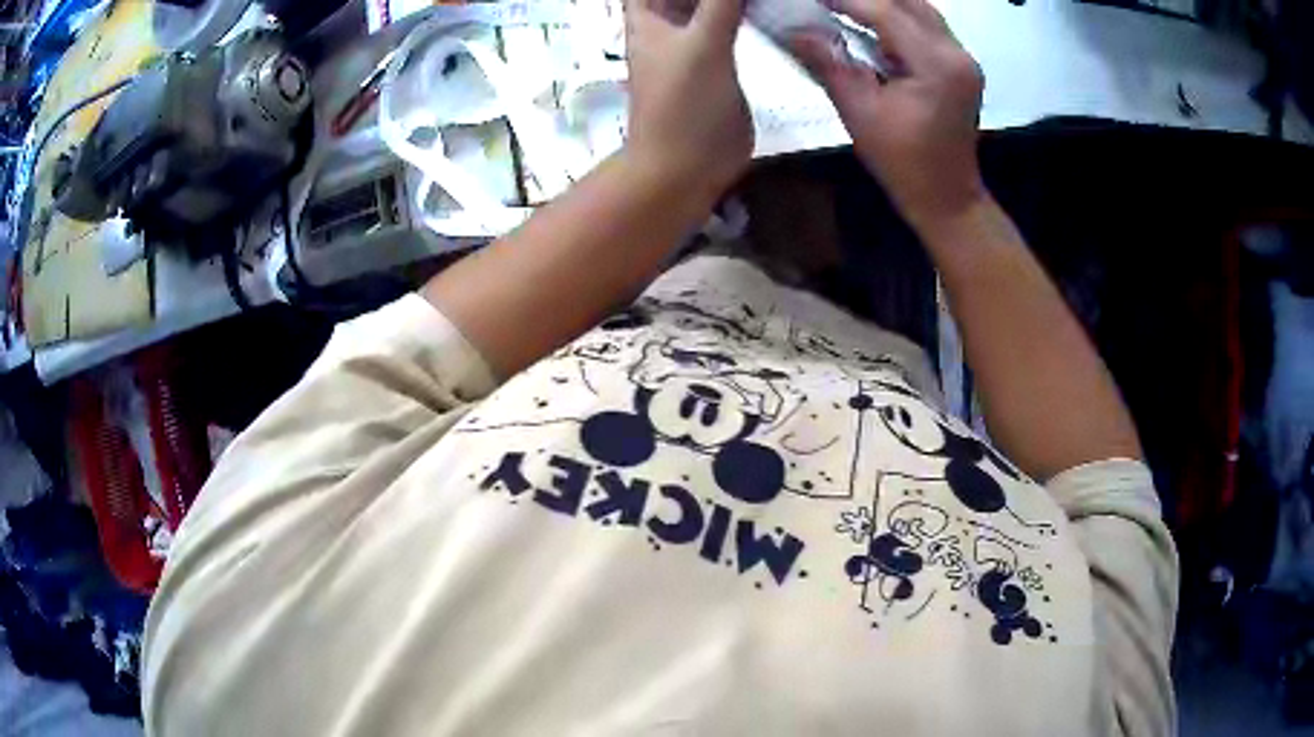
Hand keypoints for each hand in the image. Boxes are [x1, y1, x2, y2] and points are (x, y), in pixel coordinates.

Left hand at [623, 0, 753, 193]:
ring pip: (712, 3)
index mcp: (649, 16)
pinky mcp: (720, 62)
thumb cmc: (683, 106)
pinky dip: (750, 12)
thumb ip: (722, 0)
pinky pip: (733, 25)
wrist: (688, 168)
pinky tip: (775, 6)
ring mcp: (694, 43)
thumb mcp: (703, 43)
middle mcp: (668, 24)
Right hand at [792, 0, 986, 231]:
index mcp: (937, 66)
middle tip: (829, 4)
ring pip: (920, 10)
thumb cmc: (903, 164)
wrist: (947, 198)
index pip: (886, 12)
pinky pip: (928, 27)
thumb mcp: (859, 112)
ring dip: (884, 6)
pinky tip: (872, 25)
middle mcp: (957, 53)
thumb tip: (795, 30)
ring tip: (845, 10)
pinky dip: (898, 19)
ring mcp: (964, 58)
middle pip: (908, 2)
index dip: (846, 0)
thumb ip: (829, 64)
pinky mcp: (961, 66)